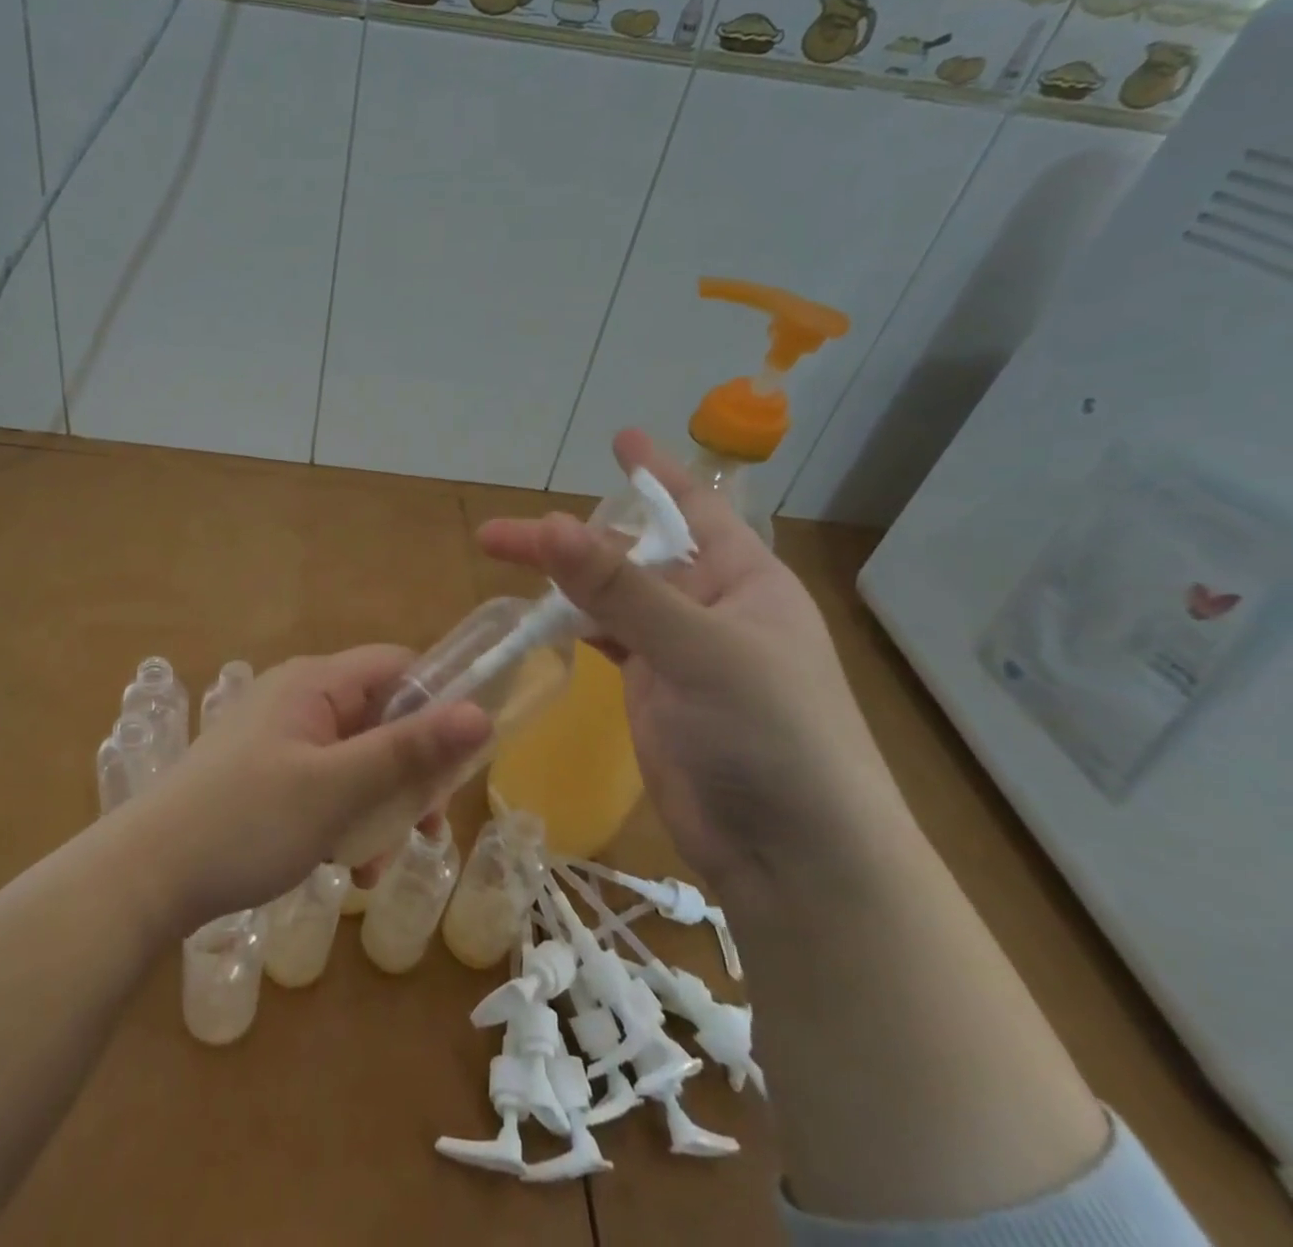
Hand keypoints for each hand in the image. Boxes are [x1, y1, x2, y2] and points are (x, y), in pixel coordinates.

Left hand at [126, 646, 489, 929]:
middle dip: (409, 775)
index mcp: (314, 683)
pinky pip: (326, 785)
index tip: (463, 759)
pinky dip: (344, 821)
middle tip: (427, 828)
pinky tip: (345, 869)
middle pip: (381, 719)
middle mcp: (299, 699)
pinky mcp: (266, 775)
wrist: (145, 876)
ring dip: (378, 810)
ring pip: (356, 761)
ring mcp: (280, 739)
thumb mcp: (338, 788)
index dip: (439, 703)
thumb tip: (481, 715)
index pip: (398, 667)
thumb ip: (409, 751)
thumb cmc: (247, 821)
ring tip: (374, 867)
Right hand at [478, 431, 908, 898]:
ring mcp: (680, 651)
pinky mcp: (653, 691)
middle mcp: (712, 606)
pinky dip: (574, 623)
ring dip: (564, 580)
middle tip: (502, 534)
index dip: (655, 472)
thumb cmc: (770, 737)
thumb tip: (548, 524)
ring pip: (612, 597)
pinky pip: (608, 639)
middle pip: (633, 553)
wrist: (792, 858)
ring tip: (506, 566)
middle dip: (572, 537)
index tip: (618, 437)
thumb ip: (620, 588)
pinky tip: (540, 616)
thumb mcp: (696, 650)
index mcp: (744, 580)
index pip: (695, 508)